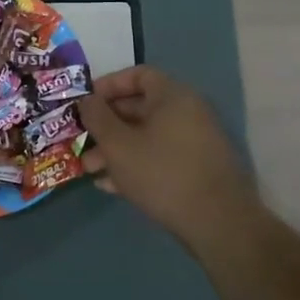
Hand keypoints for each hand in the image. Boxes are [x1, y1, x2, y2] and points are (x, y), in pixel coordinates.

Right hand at [78, 66, 260, 251]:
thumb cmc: (162, 173)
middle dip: (106, 125)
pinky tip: (111, 185)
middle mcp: (188, 112)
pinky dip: (135, 164)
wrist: (218, 223)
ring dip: (116, 149)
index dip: (107, 85)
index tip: (85, 102)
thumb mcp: (118, 144)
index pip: (138, 75)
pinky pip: (159, 157)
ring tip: (89, 168)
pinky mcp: (197, 169)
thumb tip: (86, 100)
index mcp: (173, 96)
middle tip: (81, 139)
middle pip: (139, 108)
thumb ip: (97, 117)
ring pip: (146, 136)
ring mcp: (195, 142)